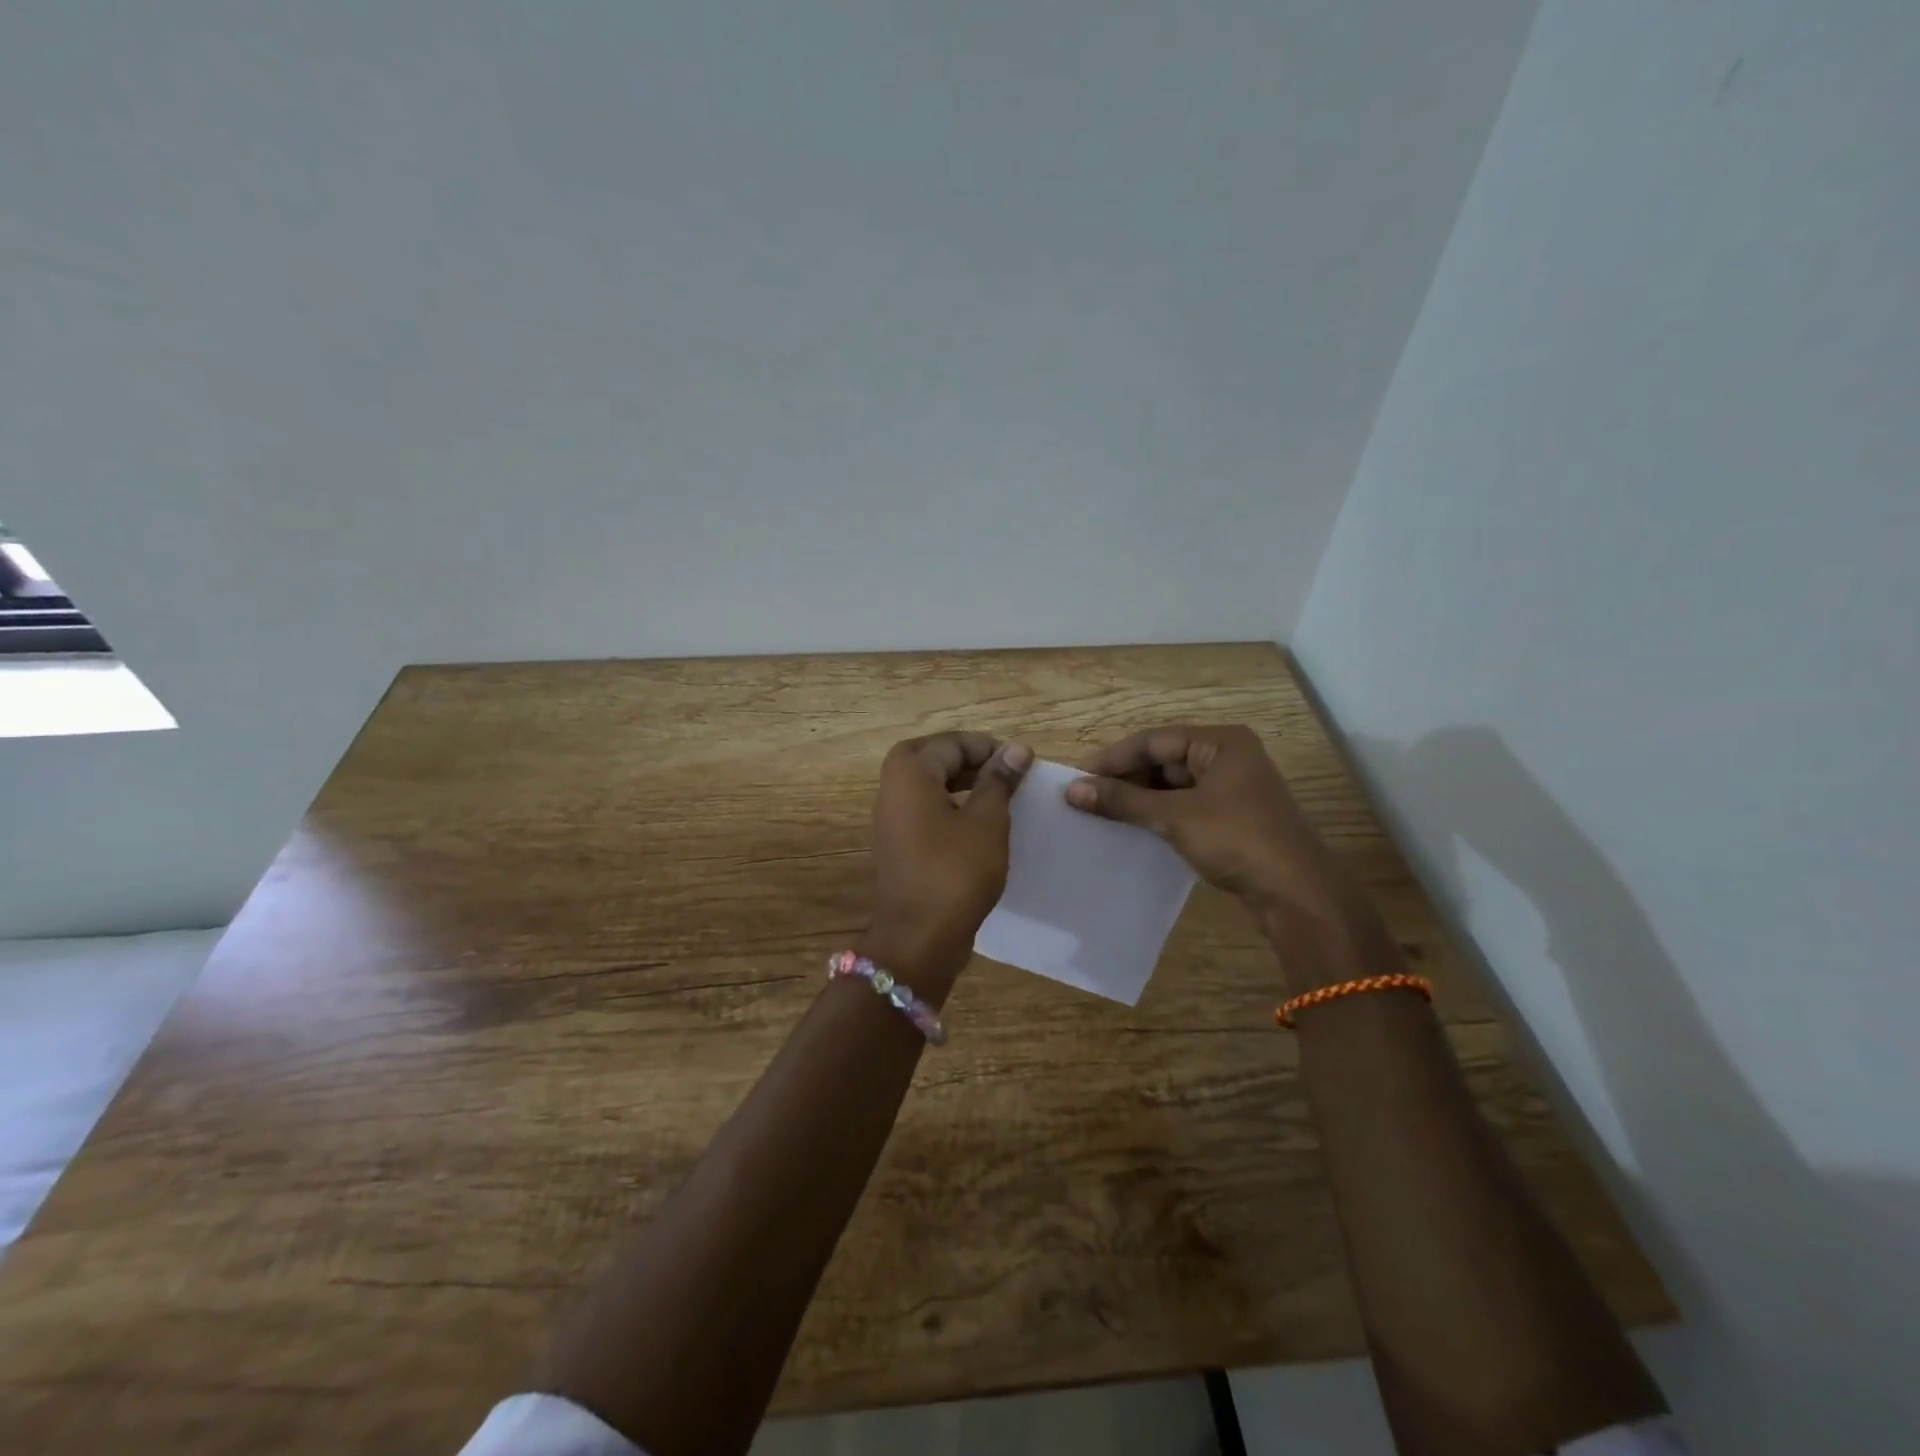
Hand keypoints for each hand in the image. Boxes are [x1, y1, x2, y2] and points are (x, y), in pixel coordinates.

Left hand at [863, 732, 1033, 994]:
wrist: (918, 938)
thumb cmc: (955, 872)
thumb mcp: (987, 822)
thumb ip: (999, 781)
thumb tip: (1017, 749)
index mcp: (910, 773)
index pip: (951, 743)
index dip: (987, 747)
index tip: (1021, 762)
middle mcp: (892, 789)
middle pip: (932, 757)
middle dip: (968, 759)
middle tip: (1004, 772)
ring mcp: (891, 819)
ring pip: (927, 784)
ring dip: (960, 782)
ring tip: (998, 795)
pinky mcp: (898, 844)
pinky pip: (924, 810)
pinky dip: (950, 806)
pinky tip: (979, 825)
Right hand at [1065, 724, 1352, 921]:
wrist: (1297, 894)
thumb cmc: (1237, 840)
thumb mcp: (1175, 816)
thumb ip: (1123, 801)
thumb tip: (1072, 791)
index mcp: (1220, 742)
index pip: (1153, 740)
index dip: (1112, 758)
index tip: (1076, 778)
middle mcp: (1227, 757)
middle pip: (1163, 760)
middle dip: (1125, 779)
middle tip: (1085, 799)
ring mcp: (1232, 788)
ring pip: (1172, 785)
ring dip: (1139, 798)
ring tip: (1102, 814)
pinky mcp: (1231, 817)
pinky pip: (1184, 806)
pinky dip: (1158, 814)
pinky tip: (1132, 828)